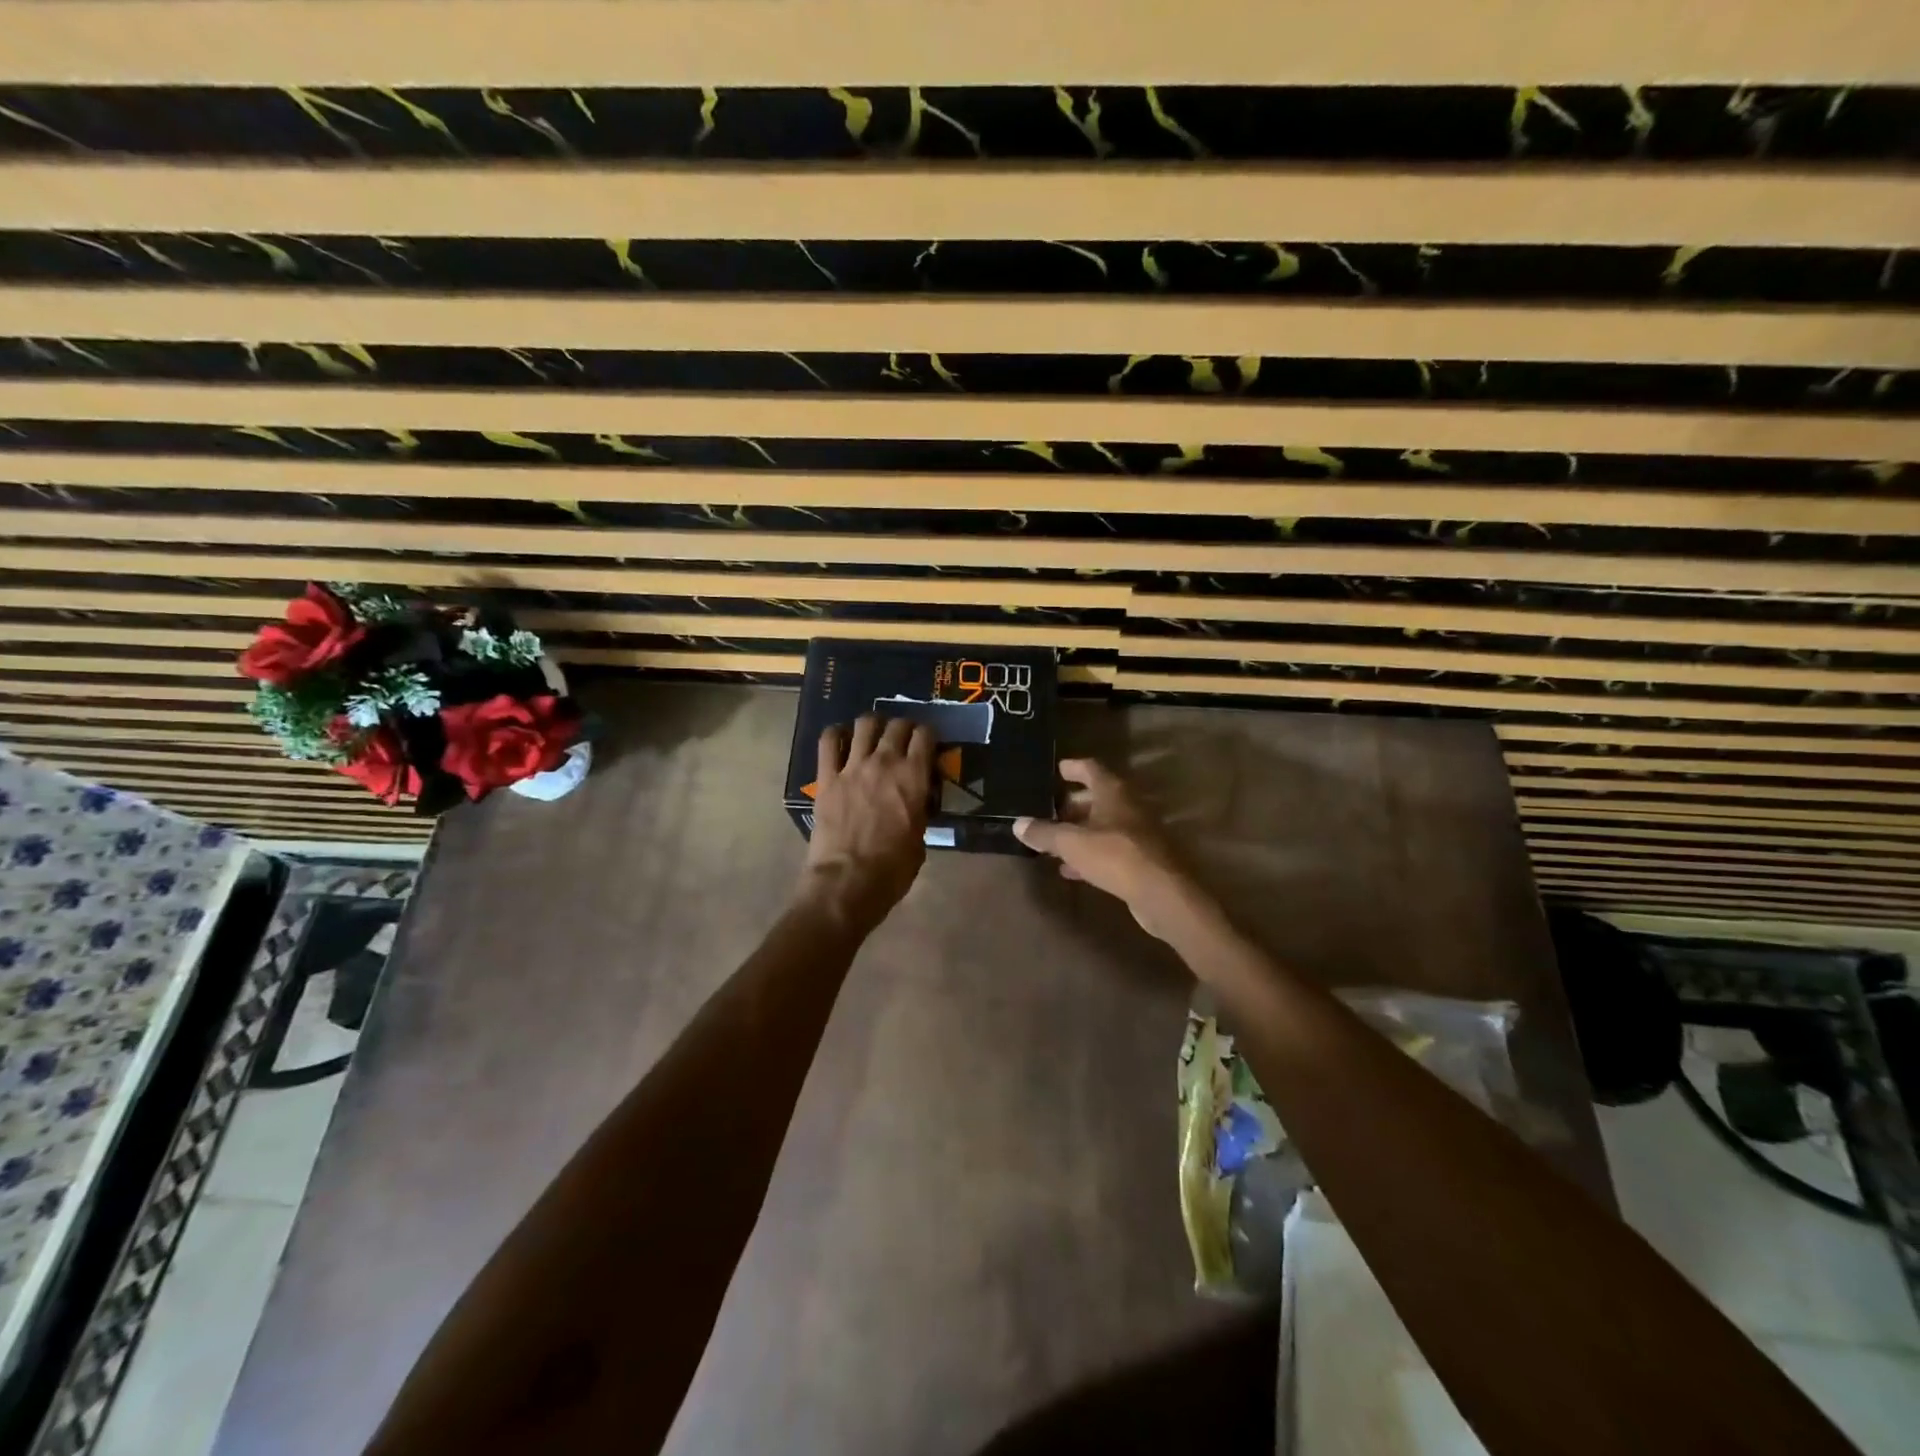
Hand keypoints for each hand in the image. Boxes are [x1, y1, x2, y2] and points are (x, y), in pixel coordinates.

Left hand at [799, 715, 935, 934]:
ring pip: (865, 724)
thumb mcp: (921, 838)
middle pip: (897, 725)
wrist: (848, 882)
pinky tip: (840, 737)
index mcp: (914, 777)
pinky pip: (827, 741)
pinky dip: (835, 733)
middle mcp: (885, 762)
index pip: (925, 736)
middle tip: (903, 738)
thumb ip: (919, 810)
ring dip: (873, 725)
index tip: (928, 743)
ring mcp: (853, 767)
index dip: (928, 735)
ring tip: (874, 734)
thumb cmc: (893, 869)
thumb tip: (916, 800)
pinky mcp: (827, 777)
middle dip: (904, 727)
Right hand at [1014, 758, 1216, 942]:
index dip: (1072, 767)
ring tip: (1053, 840)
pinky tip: (1071, 869)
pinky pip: (1110, 850)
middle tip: (1048, 810)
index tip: (1056, 770)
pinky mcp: (1142, 859)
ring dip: (1080, 831)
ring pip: (1103, 825)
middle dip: (1072, 804)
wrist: (1162, 893)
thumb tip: (1018, 824)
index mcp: (1113, 792)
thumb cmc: (1115, 856)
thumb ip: (1044, 833)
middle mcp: (1128, 806)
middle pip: (1097, 797)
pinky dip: (1090, 854)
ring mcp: (1138, 833)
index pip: (1090, 768)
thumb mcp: (1071, 843)